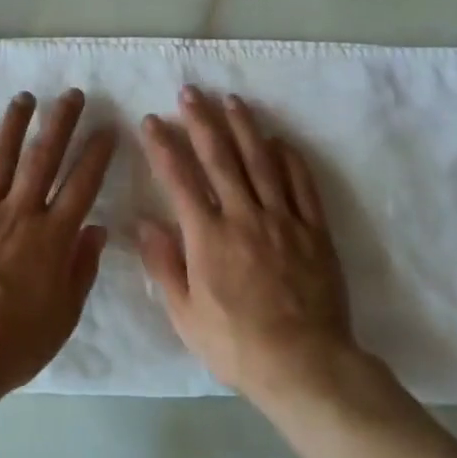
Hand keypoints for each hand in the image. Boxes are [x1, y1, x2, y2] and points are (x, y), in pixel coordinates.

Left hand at [0, 89, 115, 396]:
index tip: (107, 128)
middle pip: (44, 158)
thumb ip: (82, 268)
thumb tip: (97, 229)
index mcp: (51, 237)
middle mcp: (18, 213)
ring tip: (25, 98)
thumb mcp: (64, 315)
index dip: (97, 154)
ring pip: (0, 158)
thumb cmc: (14, 343)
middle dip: (60, 122)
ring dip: (14, 125)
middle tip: (72, 94)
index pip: (82, 185)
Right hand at [136, 87, 358, 402]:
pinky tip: (279, 140)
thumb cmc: (236, 344)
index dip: (163, 147)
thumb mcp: (185, 315)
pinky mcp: (314, 230)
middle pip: (220, 158)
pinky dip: (289, 159)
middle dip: (201, 121)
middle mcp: (244, 217)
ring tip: (231, 100)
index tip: (151, 121)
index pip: (180, 180)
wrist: (305, 365)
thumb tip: (143, 222)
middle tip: (190, 92)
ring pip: (261, 162)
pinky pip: (301, 185)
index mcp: (208, 237)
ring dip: (244, 127)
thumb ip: (164, 265)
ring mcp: (283, 220)